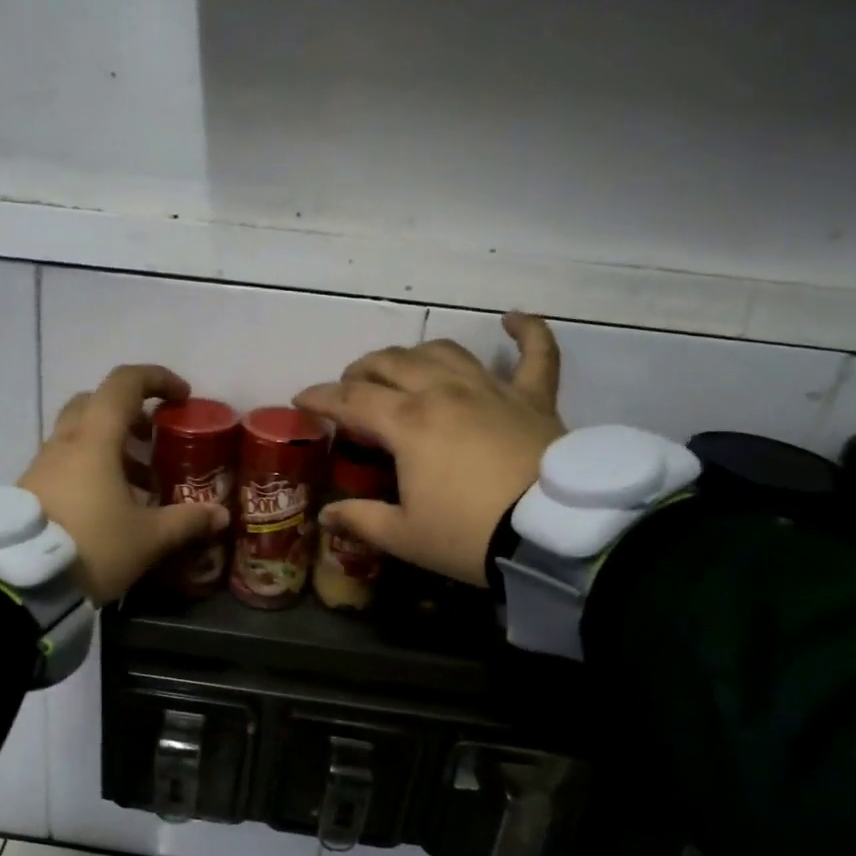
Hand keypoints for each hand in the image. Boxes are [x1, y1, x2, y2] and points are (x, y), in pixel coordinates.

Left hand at [19, 364, 228, 604]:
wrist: (23, 583)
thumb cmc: (92, 547)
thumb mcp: (147, 538)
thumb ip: (186, 521)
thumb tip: (220, 514)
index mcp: (95, 440)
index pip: (124, 384)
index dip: (157, 379)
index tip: (181, 397)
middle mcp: (65, 442)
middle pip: (96, 402)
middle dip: (130, 412)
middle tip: (154, 437)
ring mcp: (42, 464)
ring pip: (78, 433)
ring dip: (111, 443)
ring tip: (141, 481)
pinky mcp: (30, 487)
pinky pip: (66, 460)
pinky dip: (91, 466)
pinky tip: (110, 503)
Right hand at [294, 313, 565, 585]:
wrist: (553, 535)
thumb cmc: (469, 536)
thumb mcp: (405, 536)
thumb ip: (360, 520)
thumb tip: (325, 516)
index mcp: (408, 423)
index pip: (351, 399)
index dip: (321, 397)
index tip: (302, 400)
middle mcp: (444, 392)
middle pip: (392, 363)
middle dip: (363, 371)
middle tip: (351, 388)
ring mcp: (491, 389)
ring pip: (444, 352)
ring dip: (416, 355)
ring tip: (404, 368)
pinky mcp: (533, 398)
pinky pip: (537, 353)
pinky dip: (527, 332)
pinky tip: (513, 319)